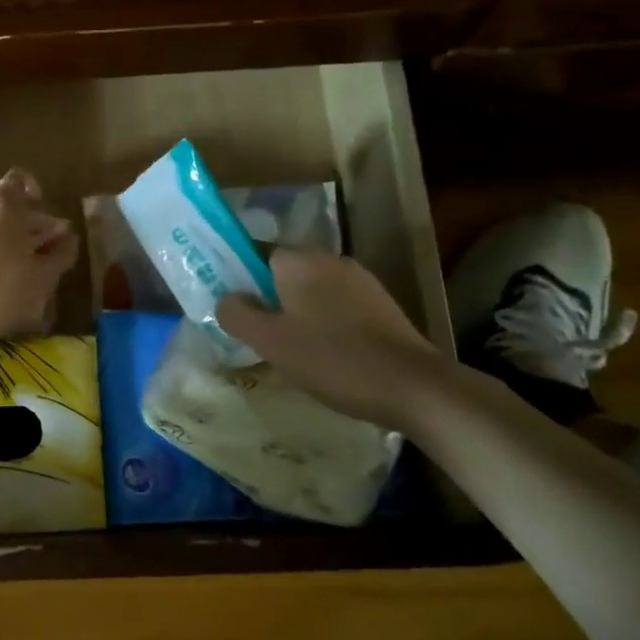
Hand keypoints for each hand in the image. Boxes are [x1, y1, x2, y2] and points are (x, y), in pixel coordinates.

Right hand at [219, 248, 444, 429]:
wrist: (413, 385)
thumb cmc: (332, 359)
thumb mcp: (271, 341)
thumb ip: (237, 314)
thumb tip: (226, 299)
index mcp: (300, 261)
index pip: (257, 253)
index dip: (241, 280)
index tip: (235, 310)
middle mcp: (330, 260)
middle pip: (285, 273)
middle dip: (270, 299)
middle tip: (259, 335)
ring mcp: (361, 281)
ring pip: (313, 291)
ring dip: (298, 313)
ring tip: (291, 350)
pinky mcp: (381, 304)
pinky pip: (338, 306)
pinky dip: (326, 323)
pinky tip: (326, 355)